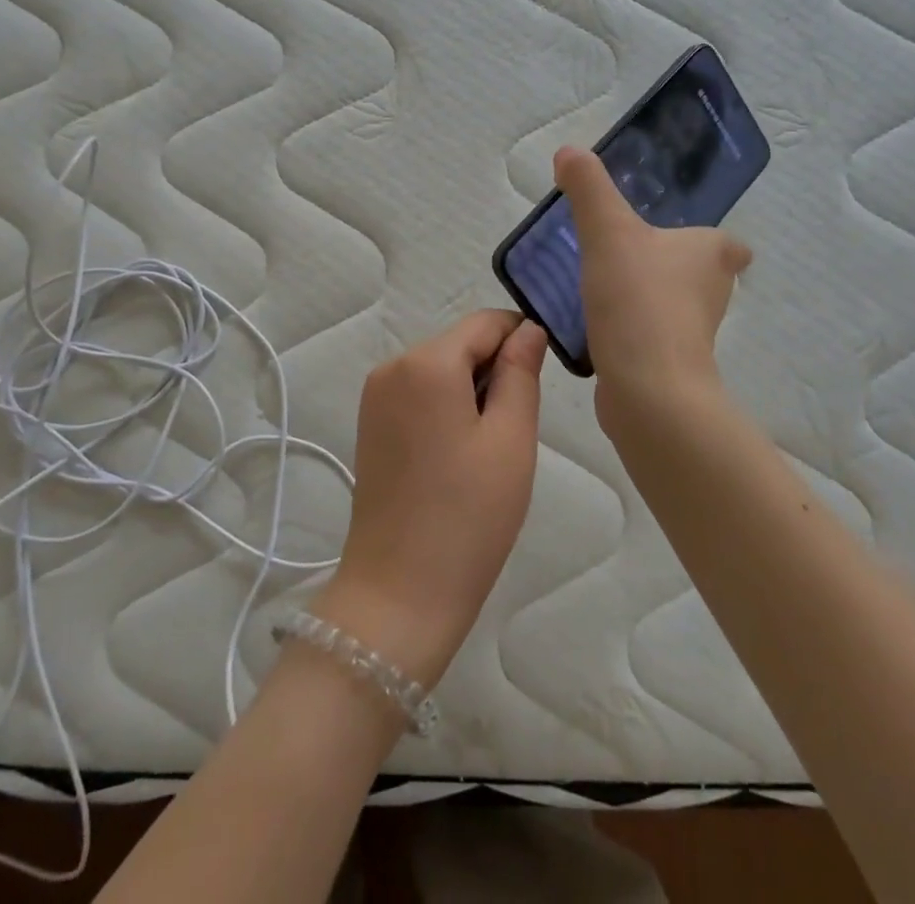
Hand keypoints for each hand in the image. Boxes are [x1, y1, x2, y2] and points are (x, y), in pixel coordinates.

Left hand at [311, 312, 547, 689]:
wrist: (398, 592)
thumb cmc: (468, 516)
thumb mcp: (510, 439)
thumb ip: (521, 372)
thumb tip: (529, 329)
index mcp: (426, 362)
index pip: (485, 322)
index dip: (521, 338)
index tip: (545, 377)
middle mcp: (392, 365)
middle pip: (460, 343)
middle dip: (495, 369)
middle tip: (515, 428)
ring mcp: (375, 395)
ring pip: (440, 368)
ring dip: (472, 391)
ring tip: (487, 449)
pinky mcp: (369, 422)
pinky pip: (419, 392)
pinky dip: (446, 407)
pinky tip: (458, 455)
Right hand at [553, 145, 750, 425]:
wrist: (647, 388)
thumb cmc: (638, 299)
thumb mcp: (607, 230)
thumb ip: (588, 188)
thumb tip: (569, 150)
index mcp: (711, 255)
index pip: (726, 244)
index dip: (707, 241)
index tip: (671, 237)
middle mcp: (712, 294)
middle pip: (698, 274)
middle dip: (668, 266)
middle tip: (621, 254)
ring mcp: (693, 335)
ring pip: (673, 306)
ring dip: (647, 297)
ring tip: (603, 287)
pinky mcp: (671, 366)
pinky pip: (651, 336)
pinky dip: (632, 329)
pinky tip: (598, 325)